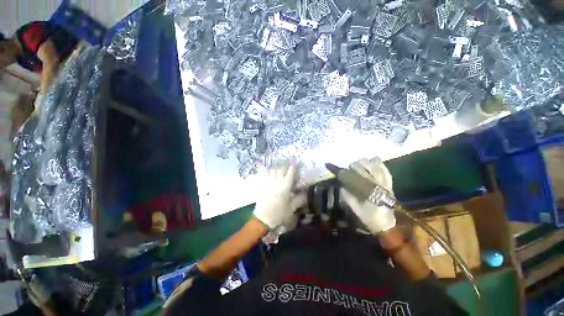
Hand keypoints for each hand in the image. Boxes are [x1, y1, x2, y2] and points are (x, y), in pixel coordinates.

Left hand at [253, 163, 304, 229]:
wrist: (263, 219)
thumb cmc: (278, 214)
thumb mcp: (291, 209)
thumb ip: (298, 200)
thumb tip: (305, 195)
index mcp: (285, 189)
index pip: (289, 175)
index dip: (292, 168)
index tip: (294, 163)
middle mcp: (277, 184)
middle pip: (280, 171)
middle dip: (284, 166)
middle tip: (287, 163)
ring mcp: (268, 184)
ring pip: (272, 172)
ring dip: (276, 168)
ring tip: (279, 167)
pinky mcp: (263, 187)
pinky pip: (266, 176)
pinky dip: (269, 172)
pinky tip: (270, 172)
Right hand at [340, 157, 395, 233]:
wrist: (385, 223)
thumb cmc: (368, 216)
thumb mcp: (354, 207)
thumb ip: (347, 195)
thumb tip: (342, 184)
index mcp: (369, 192)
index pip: (357, 176)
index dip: (347, 172)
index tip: (340, 171)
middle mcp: (378, 185)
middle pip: (366, 168)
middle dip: (356, 166)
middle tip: (350, 169)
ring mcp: (386, 183)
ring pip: (376, 166)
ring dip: (366, 163)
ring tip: (359, 163)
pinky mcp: (391, 184)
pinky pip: (386, 170)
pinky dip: (380, 164)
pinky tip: (374, 160)